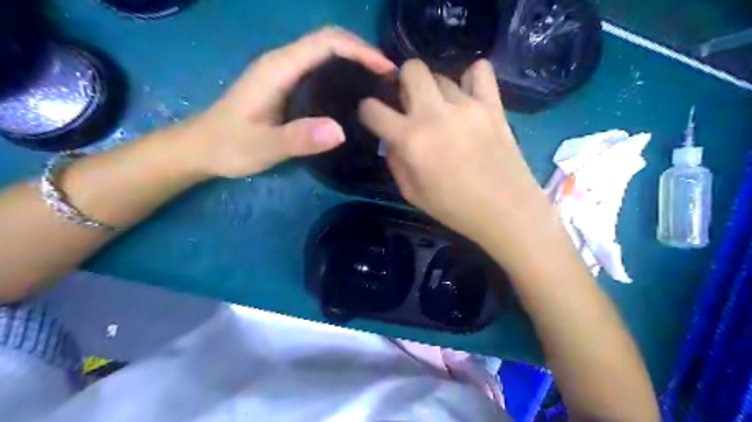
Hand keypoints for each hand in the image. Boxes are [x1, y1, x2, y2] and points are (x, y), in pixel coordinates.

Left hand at [185, 27, 395, 177]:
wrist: (201, 148)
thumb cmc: (229, 146)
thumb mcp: (263, 146)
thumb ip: (297, 139)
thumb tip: (340, 131)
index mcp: (279, 68)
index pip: (326, 42)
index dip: (360, 49)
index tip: (386, 70)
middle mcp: (282, 62)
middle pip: (329, 41)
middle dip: (363, 52)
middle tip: (389, 79)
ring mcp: (283, 72)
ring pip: (326, 52)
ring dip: (355, 60)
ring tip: (379, 84)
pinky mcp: (285, 84)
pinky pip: (320, 68)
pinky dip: (343, 72)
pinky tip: (354, 93)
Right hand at [358, 58, 557, 264]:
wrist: (505, 210)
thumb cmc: (454, 208)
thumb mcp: (412, 194)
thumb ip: (395, 162)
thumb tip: (392, 139)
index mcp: (411, 140)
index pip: (372, 109)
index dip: (367, 111)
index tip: (374, 117)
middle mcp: (435, 114)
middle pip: (411, 69)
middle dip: (403, 82)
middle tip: (410, 105)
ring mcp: (467, 105)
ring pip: (442, 76)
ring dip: (435, 92)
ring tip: (444, 112)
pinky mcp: (493, 105)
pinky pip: (480, 71)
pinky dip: (471, 79)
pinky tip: (468, 97)